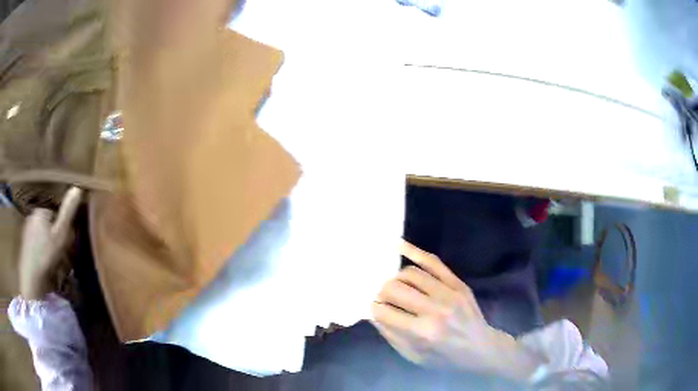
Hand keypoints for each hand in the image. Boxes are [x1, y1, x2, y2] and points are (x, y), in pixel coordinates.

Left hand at [19, 187, 82, 299]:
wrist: (31, 278)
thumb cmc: (46, 255)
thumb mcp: (60, 234)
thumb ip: (68, 212)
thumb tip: (77, 187)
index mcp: (40, 210)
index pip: (55, 213)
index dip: (62, 227)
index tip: (66, 243)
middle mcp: (31, 216)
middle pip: (47, 224)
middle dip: (54, 237)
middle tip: (60, 255)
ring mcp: (26, 231)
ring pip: (41, 235)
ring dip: (47, 246)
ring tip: (53, 263)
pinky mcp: (24, 246)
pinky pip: (35, 245)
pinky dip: (40, 253)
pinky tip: (44, 265)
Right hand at [371, 240, 544, 381]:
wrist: (481, 348)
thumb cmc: (445, 358)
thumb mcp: (414, 357)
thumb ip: (391, 335)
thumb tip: (373, 313)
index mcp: (422, 332)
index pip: (385, 312)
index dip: (374, 308)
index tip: (373, 308)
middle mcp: (434, 310)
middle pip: (395, 289)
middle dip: (382, 292)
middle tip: (382, 297)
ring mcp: (448, 293)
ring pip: (411, 273)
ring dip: (396, 278)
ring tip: (395, 286)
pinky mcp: (458, 283)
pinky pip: (433, 262)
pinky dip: (414, 252)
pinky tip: (399, 246)